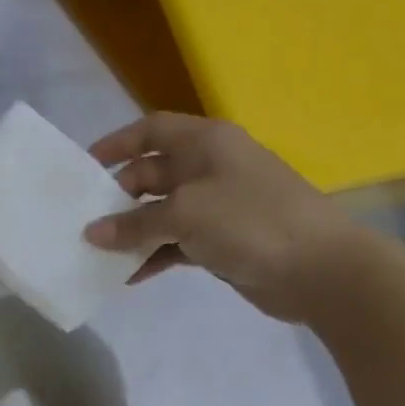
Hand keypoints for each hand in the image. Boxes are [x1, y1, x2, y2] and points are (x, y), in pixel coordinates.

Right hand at [81, 112, 361, 322]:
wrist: (319, 269)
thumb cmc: (250, 221)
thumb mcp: (185, 215)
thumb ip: (134, 223)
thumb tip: (91, 233)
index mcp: (206, 144)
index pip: (152, 130)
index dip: (117, 143)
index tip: (85, 167)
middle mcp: (209, 168)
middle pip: (151, 174)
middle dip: (118, 196)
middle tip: (85, 220)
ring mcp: (216, 206)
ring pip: (160, 212)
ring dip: (131, 231)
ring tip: (98, 252)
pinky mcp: (220, 240)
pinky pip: (175, 243)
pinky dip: (153, 255)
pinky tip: (129, 275)